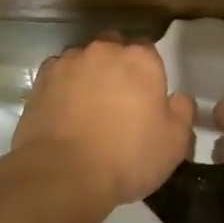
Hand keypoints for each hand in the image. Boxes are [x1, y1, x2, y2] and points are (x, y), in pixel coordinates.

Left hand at [13, 36, 194, 206]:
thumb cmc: (128, 157)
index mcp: (140, 59)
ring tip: (88, 108)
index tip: (147, 97)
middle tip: (119, 101)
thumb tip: (178, 98)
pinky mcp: (41, 79)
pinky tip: (64, 111)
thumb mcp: (175, 142)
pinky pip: (58, 76)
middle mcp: (104, 50)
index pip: (149, 51)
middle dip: (117, 67)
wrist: (64, 173)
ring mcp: (69, 62)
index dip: (148, 73)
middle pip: (114, 49)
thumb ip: (182, 111)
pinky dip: (63, 87)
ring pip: (84, 60)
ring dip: (88, 76)